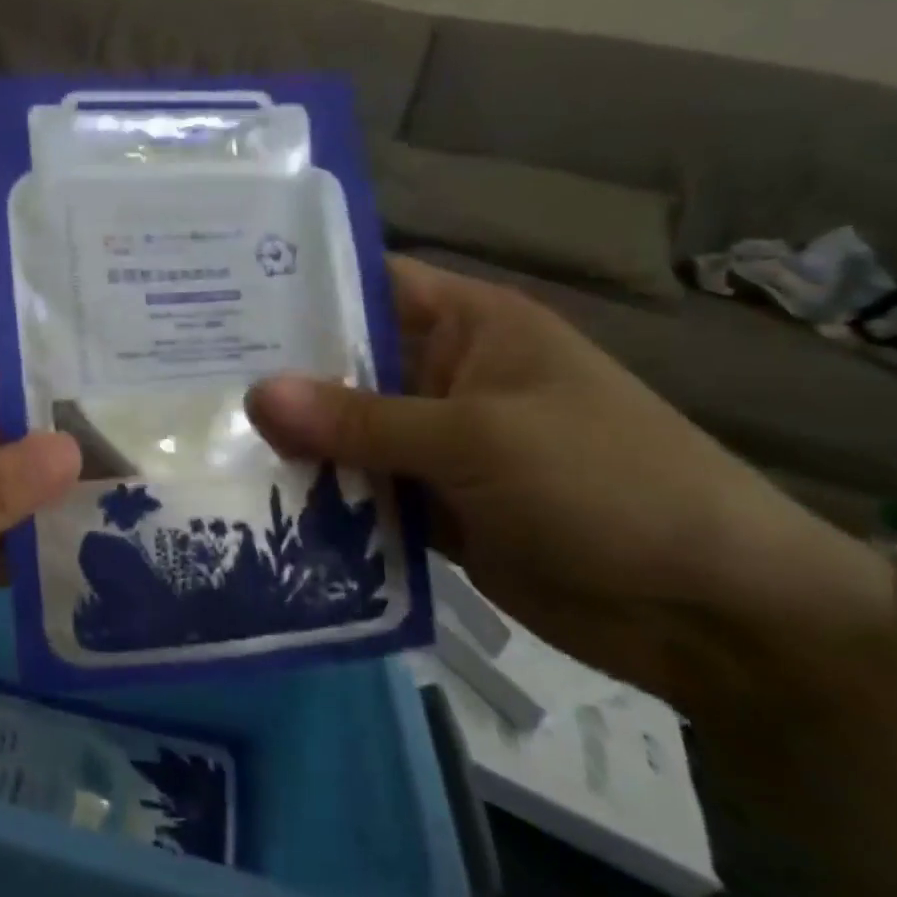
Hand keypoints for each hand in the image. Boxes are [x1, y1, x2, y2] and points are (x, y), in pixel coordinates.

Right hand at [246, 257, 896, 715]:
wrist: (709, 611)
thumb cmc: (606, 483)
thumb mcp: (478, 438)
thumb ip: (361, 420)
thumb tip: (254, 395)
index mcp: (469, 327)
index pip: (369, 285)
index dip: (299, 288)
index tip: (217, 297)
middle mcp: (444, 377)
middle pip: (344, 365)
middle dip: (277, 375)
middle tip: (186, 376)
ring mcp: (436, 446)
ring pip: (345, 435)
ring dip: (292, 444)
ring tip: (202, 441)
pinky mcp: (433, 507)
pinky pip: (363, 493)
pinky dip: (322, 500)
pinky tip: (255, 504)